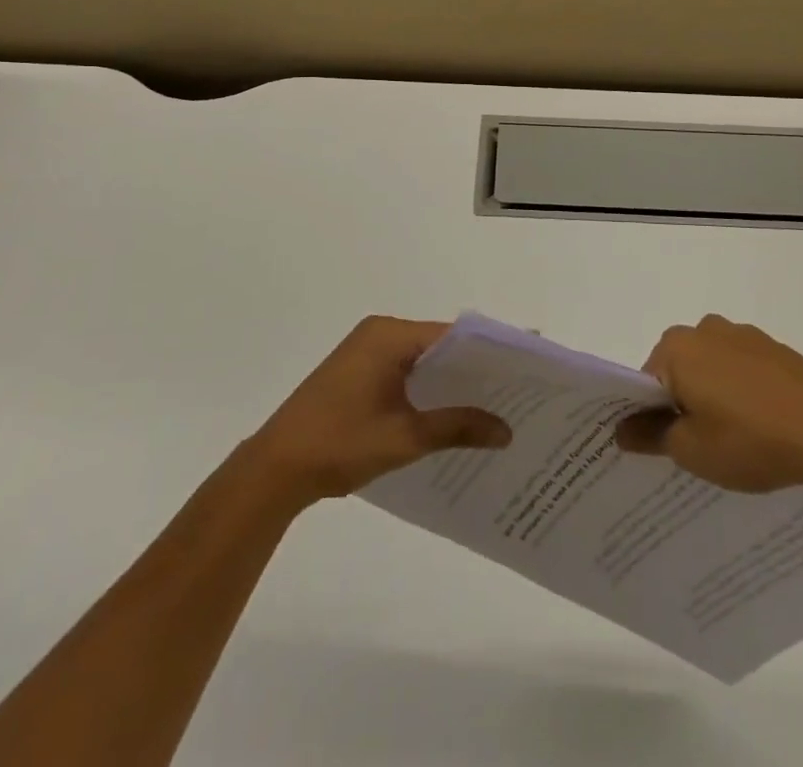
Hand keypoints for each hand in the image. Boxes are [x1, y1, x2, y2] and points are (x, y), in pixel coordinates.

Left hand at [244, 315, 510, 506]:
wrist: (275, 469)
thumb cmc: (340, 443)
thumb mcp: (405, 437)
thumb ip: (457, 427)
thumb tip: (508, 430)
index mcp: (389, 335)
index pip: (453, 334)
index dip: (490, 349)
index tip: (526, 362)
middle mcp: (379, 333)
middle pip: (439, 344)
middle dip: (475, 367)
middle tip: (519, 388)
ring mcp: (365, 353)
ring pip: (423, 360)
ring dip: (452, 381)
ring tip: (496, 403)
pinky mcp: (358, 373)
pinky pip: (405, 372)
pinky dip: (429, 389)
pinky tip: (453, 414)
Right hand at [615, 314, 802, 514]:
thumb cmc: (750, 441)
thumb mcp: (691, 450)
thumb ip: (650, 436)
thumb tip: (620, 430)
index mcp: (677, 347)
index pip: (645, 380)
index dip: (647, 415)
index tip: (660, 446)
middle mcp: (706, 329)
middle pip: (678, 369)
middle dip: (681, 403)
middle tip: (695, 447)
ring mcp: (746, 336)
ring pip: (713, 368)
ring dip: (714, 397)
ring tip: (734, 441)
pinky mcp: (778, 350)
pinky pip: (745, 371)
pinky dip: (744, 394)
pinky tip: (763, 429)